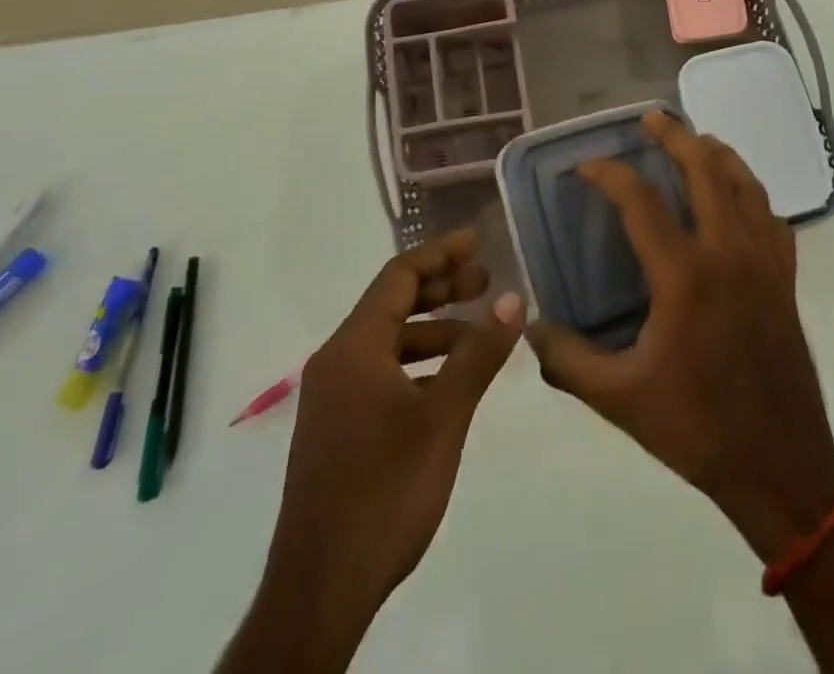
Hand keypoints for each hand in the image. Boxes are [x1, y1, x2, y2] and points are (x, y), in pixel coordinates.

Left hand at [229, 230, 522, 673]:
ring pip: (389, 342)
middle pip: (393, 304)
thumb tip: (513, 299)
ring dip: (434, 331)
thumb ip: (478, 354)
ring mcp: (333, 397)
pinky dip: (418, 365)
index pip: (399, 276)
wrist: (320, 591)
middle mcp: (337, 361)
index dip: (441, 253)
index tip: (478, 242)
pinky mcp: (337, 428)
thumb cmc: (385, 491)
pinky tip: (450, 383)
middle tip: (487, 282)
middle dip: (442, 289)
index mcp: (354, 347)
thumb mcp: (443, 417)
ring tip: (480, 335)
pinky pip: (381, 373)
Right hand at [526, 112, 833, 562]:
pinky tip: (736, 198)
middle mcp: (727, 252)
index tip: (584, 168)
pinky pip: (770, 216)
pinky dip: (750, 193)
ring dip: (717, 154)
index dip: (608, 174)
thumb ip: (567, 361)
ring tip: (695, 141)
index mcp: (684, 275)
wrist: (780, 465)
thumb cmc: (696, 427)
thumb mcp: (618, 399)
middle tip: (650, 119)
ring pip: (744, 183)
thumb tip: (529, 327)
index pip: (640, 201)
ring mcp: (763, 261)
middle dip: (674, 135)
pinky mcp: (785, 277)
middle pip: (704, 168)